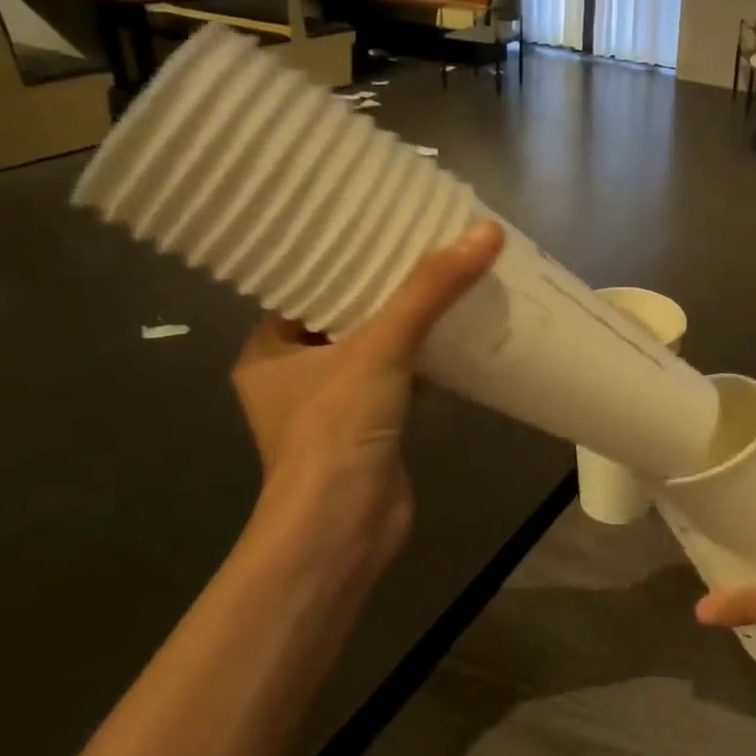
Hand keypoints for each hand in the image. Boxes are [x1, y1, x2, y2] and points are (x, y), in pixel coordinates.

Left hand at [230, 219, 503, 581]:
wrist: (342, 529)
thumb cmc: (336, 431)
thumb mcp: (380, 347)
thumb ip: (430, 290)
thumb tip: (486, 231)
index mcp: (269, 350)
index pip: (308, 287)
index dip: (346, 257)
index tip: (385, 226)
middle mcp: (294, 375)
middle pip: (347, 314)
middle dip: (386, 286)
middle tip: (428, 246)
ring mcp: (332, 405)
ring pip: (375, 347)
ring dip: (409, 321)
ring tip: (449, 279)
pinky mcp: (369, 427)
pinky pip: (398, 376)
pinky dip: (424, 357)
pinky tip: (458, 333)